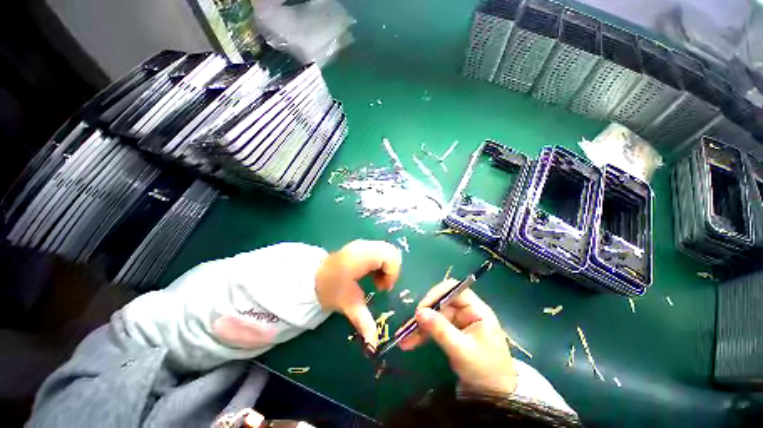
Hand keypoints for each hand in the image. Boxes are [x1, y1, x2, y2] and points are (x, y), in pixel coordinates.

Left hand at [315, 240, 401, 347]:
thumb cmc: (330, 290)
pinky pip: (380, 250)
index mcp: (362, 258)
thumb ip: (363, 322)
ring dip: (387, 265)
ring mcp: (362, 244)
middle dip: (392, 269)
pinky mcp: (361, 246)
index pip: (390, 256)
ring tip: (377, 279)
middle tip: (381, 284)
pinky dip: (382, 261)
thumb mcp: (348, 305)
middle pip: (391, 251)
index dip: (392, 273)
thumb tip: (374, 346)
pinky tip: (372, 273)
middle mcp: (364, 246)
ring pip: (387, 249)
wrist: (313, 278)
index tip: (382, 288)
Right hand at [399, 280, 516, 393]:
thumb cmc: (485, 370)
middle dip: (423, 315)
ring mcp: (458, 321)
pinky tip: (410, 342)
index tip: (422, 309)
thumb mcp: (462, 351)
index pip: (454, 289)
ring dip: (419, 326)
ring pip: (434, 315)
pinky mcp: (451, 331)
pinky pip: (434, 327)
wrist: (495, 395)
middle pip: (440, 303)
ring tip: (404, 339)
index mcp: (476, 309)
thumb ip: (441, 330)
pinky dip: (422, 334)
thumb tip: (419, 312)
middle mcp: (466, 311)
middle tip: (408, 328)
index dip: (436, 294)